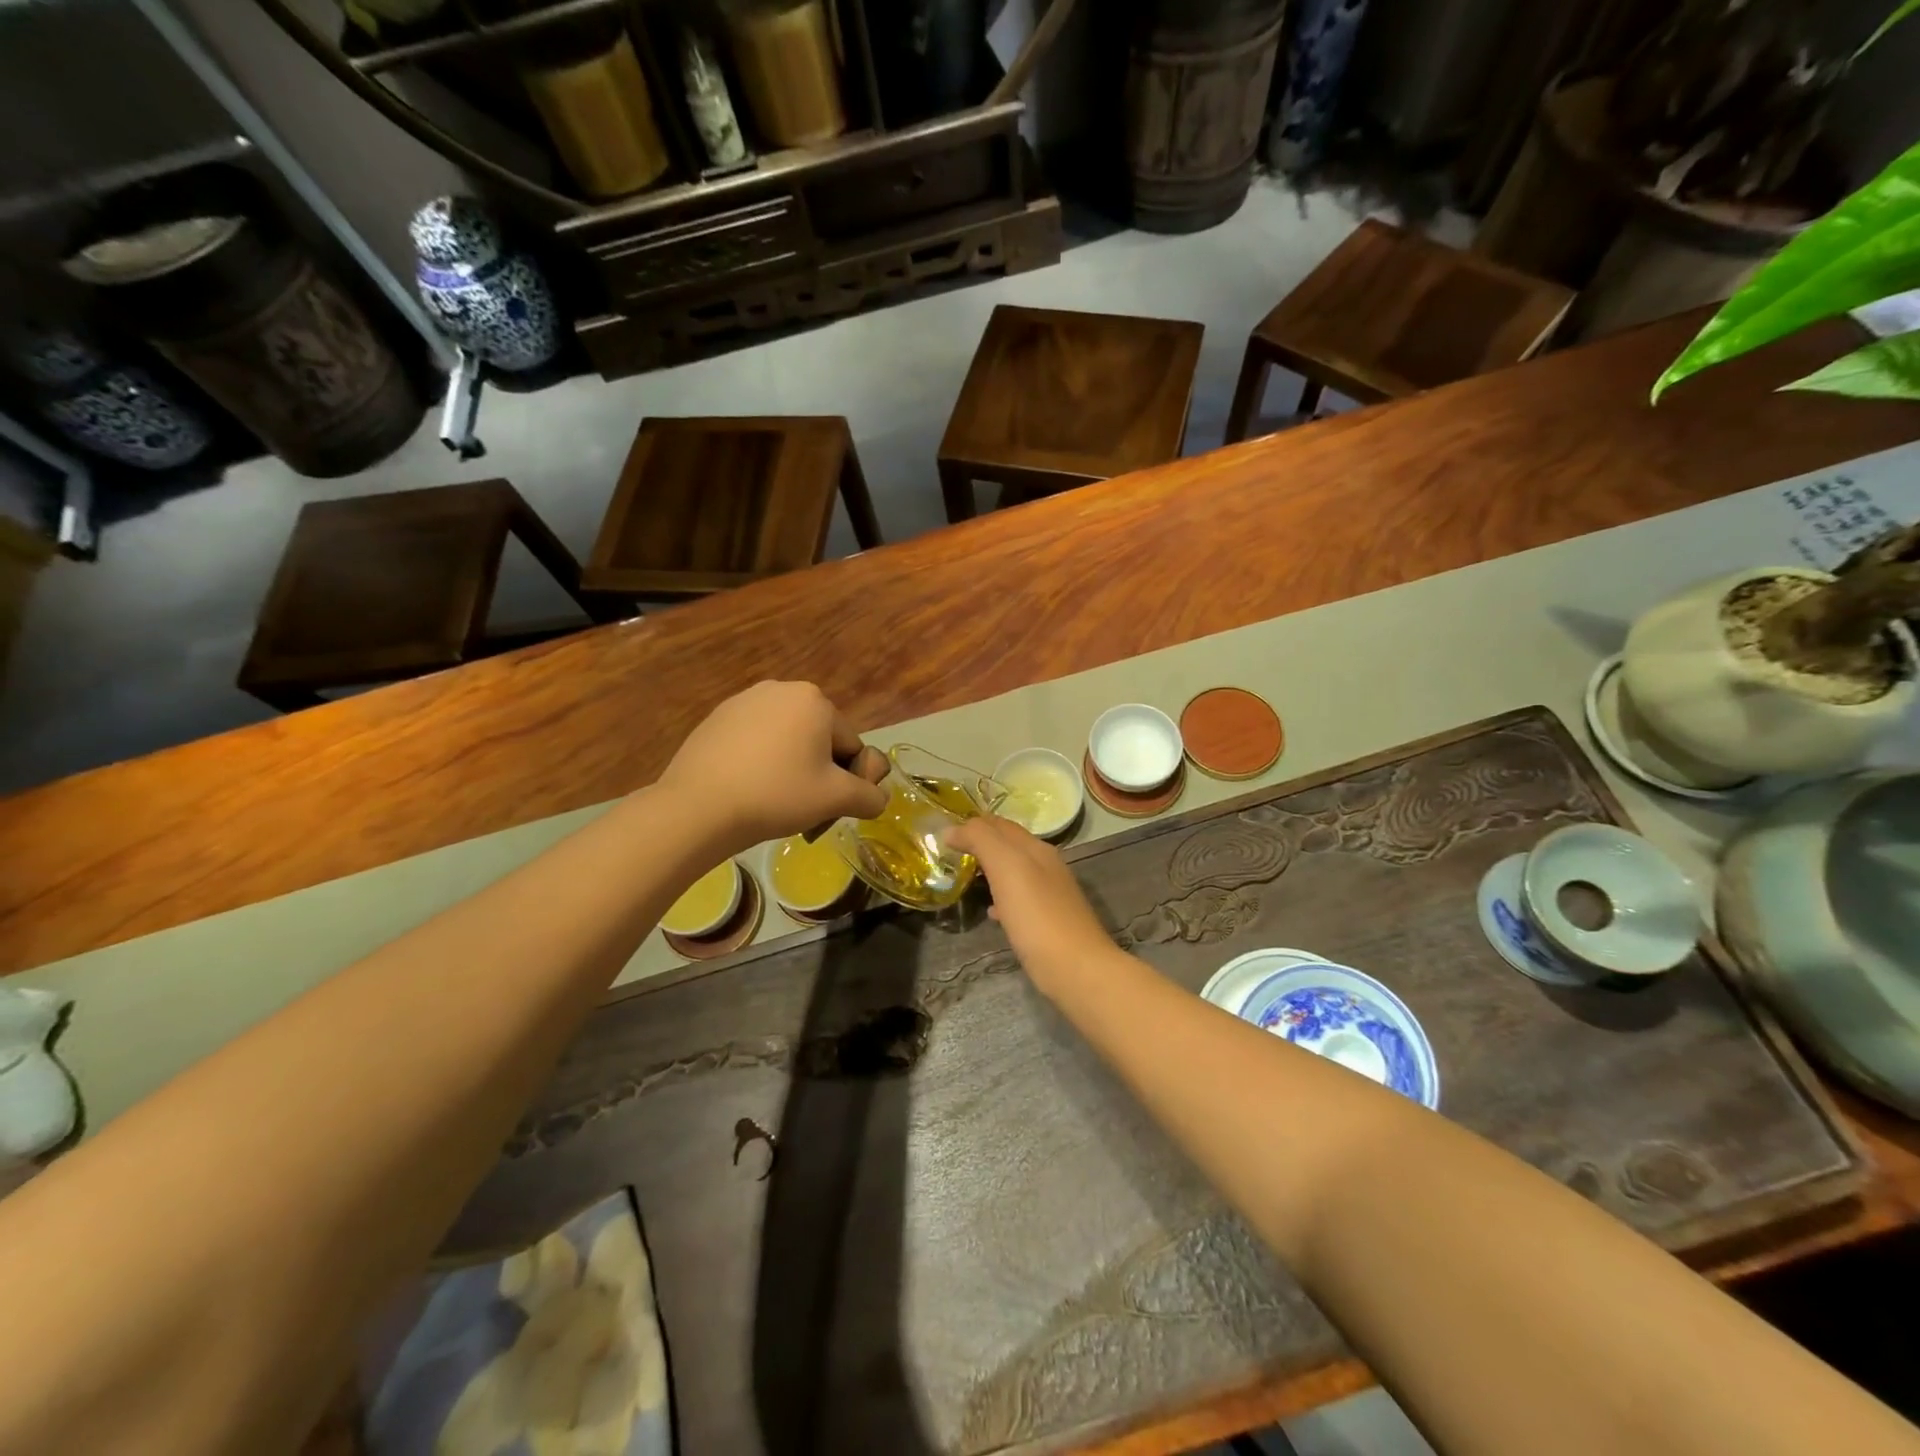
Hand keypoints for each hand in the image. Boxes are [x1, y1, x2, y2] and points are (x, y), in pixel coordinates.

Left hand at [660, 682, 887, 848]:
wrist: (698, 806)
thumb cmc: (777, 795)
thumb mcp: (837, 799)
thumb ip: (870, 796)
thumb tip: (877, 797)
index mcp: (815, 700)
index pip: (851, 746)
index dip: (849, 781)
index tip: (830, 809)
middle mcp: (781, 688)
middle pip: (819, 739)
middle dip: (819, 772)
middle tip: (803, 808)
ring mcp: (744, 701)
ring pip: (786, 740)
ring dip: (790, 768)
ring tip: (773, 801)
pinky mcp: (716, 719)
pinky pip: (755, 742)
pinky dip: (760, 763)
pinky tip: (747, 789)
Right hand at [947, 816, 1115, 996]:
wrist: (1076, 969)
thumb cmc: (1037, 915)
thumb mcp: (1006, 867)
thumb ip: (981, 840)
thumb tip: (952, 829)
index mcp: (1036, 848)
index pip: (999, 824)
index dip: (972, 824)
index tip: (944, 833)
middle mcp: (1046, 866)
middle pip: (1008, 846)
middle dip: (980, 845)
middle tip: (949, 854)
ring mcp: (1049, 895)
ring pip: (1013, 873)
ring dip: (989, 871)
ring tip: (965, 878)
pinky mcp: (1047, 922)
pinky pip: (1019, 901)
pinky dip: (1001, 899)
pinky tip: (991, 913)